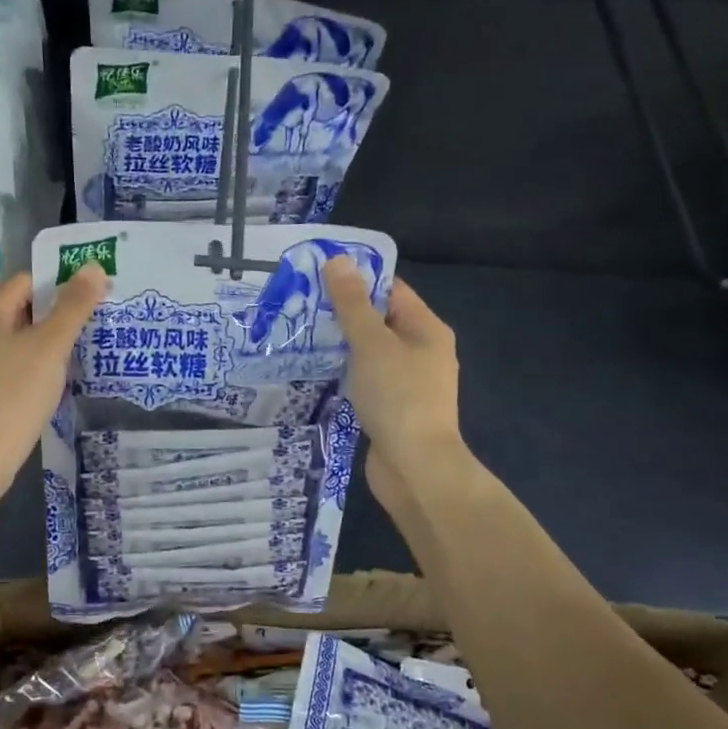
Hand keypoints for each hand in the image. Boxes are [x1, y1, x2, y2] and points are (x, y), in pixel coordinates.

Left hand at [0, 264, 107, 491]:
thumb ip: (74, 305)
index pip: (29, 281)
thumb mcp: (52, 347)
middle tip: (82, 339)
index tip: (88, 311)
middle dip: (50, 320)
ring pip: (6, 338)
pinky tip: (35, 388)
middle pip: (17, 309)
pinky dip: (16, 366)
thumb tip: (93, 265)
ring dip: (34, 345)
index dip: (62, 291)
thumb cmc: (16, 394)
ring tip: (64, 364)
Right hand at [324, 258, 464, 510]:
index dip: (358, 279)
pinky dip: (346, 374)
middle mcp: (422, 352)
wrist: (415, 467)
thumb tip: (339, 261)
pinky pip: (367, 381)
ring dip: (341, 346)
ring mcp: (408, 383)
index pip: (392, 290)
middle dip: (343, 313)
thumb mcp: (372, 344)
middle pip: (380, 321)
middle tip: (300, 307)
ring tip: (301, 336)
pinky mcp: (393, 409)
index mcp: (427, 329)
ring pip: (371, 354)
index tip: (318, 276)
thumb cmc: (398, 398)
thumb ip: (353, 305)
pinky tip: (318, 373)